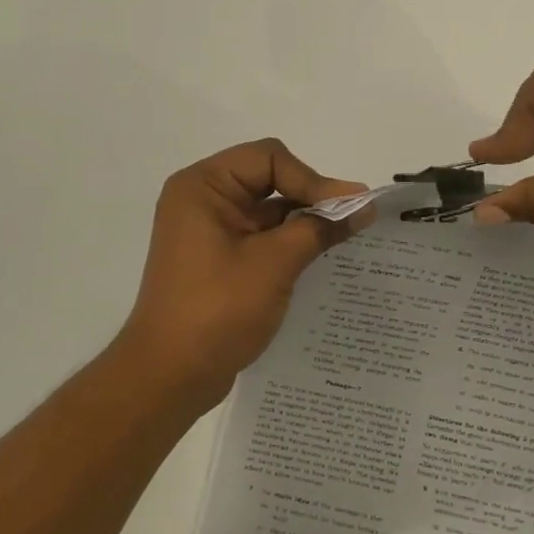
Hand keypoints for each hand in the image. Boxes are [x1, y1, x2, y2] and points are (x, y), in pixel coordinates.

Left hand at [114, 139, 366, 410]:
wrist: (170, 376)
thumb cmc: (218, 310)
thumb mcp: (274, 263)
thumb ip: (319, 227)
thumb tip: (363, 204)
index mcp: (203, 186)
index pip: (269, 158)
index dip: (312, 178)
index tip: (348, 208)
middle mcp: (202, 200)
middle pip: (269, 179)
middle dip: (311, 198)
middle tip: (354, 221)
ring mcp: (208, 231)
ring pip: (268, 210)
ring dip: (304, 223)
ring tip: (345, 241)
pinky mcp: (217, 260)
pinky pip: (260, 237)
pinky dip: (289, 244)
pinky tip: (321, 259)